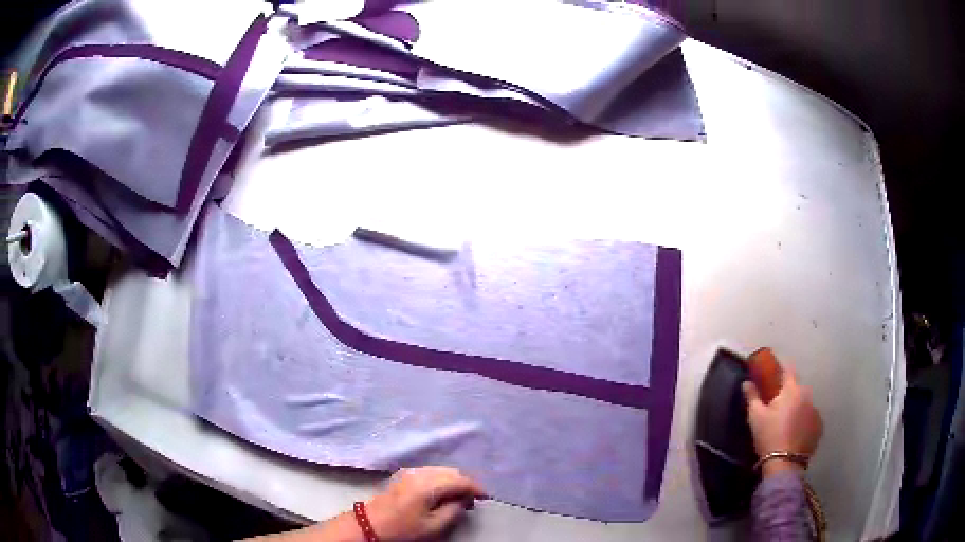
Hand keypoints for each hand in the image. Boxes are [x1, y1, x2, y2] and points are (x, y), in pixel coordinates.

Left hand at [365, 467, 486, 541]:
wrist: (370, 525)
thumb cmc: (404, 529)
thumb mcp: (434, 526)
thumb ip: (454, 510)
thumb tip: (464, 499)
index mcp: (428, 485)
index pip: (460, 480)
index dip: (476, 488)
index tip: (485, 498)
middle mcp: (420, 472)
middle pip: (451, 471)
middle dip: (465, 483)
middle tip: (471, 500)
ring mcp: (410, 471)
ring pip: (440, 470)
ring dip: (453, 480)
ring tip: (457, 497)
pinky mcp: (403, 475)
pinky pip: (430, 471)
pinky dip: (441, 479)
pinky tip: (441, 492)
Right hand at [742, 367, 822, 475]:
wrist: (784, 463)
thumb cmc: (769, 436)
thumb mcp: (755, 417)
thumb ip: (752, 397)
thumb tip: (746, 382)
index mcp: (792, 390)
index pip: (788, 370)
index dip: (781, 370)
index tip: (774, 374)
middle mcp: (807, 395)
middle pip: (797, 390)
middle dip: (789, 394)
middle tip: (777, 407)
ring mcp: (816, 411)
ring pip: (805, 404)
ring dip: (798, 409)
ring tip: (787, 424)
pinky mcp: (819, 427)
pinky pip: (811, 419)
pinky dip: (804, 422)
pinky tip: (796, 434)